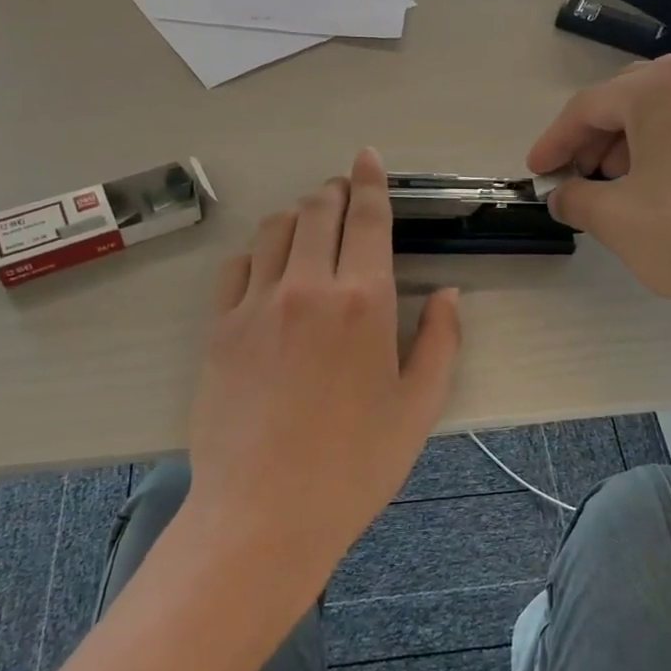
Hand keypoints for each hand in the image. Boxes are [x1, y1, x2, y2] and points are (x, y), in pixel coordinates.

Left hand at [185, 148, 462, 608]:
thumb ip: (441, 342)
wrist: (265, 512)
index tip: (368, 158)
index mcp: (364, 301)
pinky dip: (257, 254)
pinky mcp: (219, 328)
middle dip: (333, 191)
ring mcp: (256, 304)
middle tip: (342, 191)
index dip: (370, 181)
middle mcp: (308, 287)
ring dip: (296, 216)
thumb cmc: (356, 465)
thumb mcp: (419, 408)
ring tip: (309, 225)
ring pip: (273, 230)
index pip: (367, 218)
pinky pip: (236, 267)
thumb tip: (451, 295)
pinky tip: (267, 269)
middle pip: (317, 212)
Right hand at [527, 55, 670, 358]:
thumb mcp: (616, 219)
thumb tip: (562, 196)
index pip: (589, 107)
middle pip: (631, 103)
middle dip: (595, 142)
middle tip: (576, 178)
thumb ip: (576, 199)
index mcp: (663, 86)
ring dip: (634, 147)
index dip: (555, 141)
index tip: (536, 172)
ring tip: (621, 188)